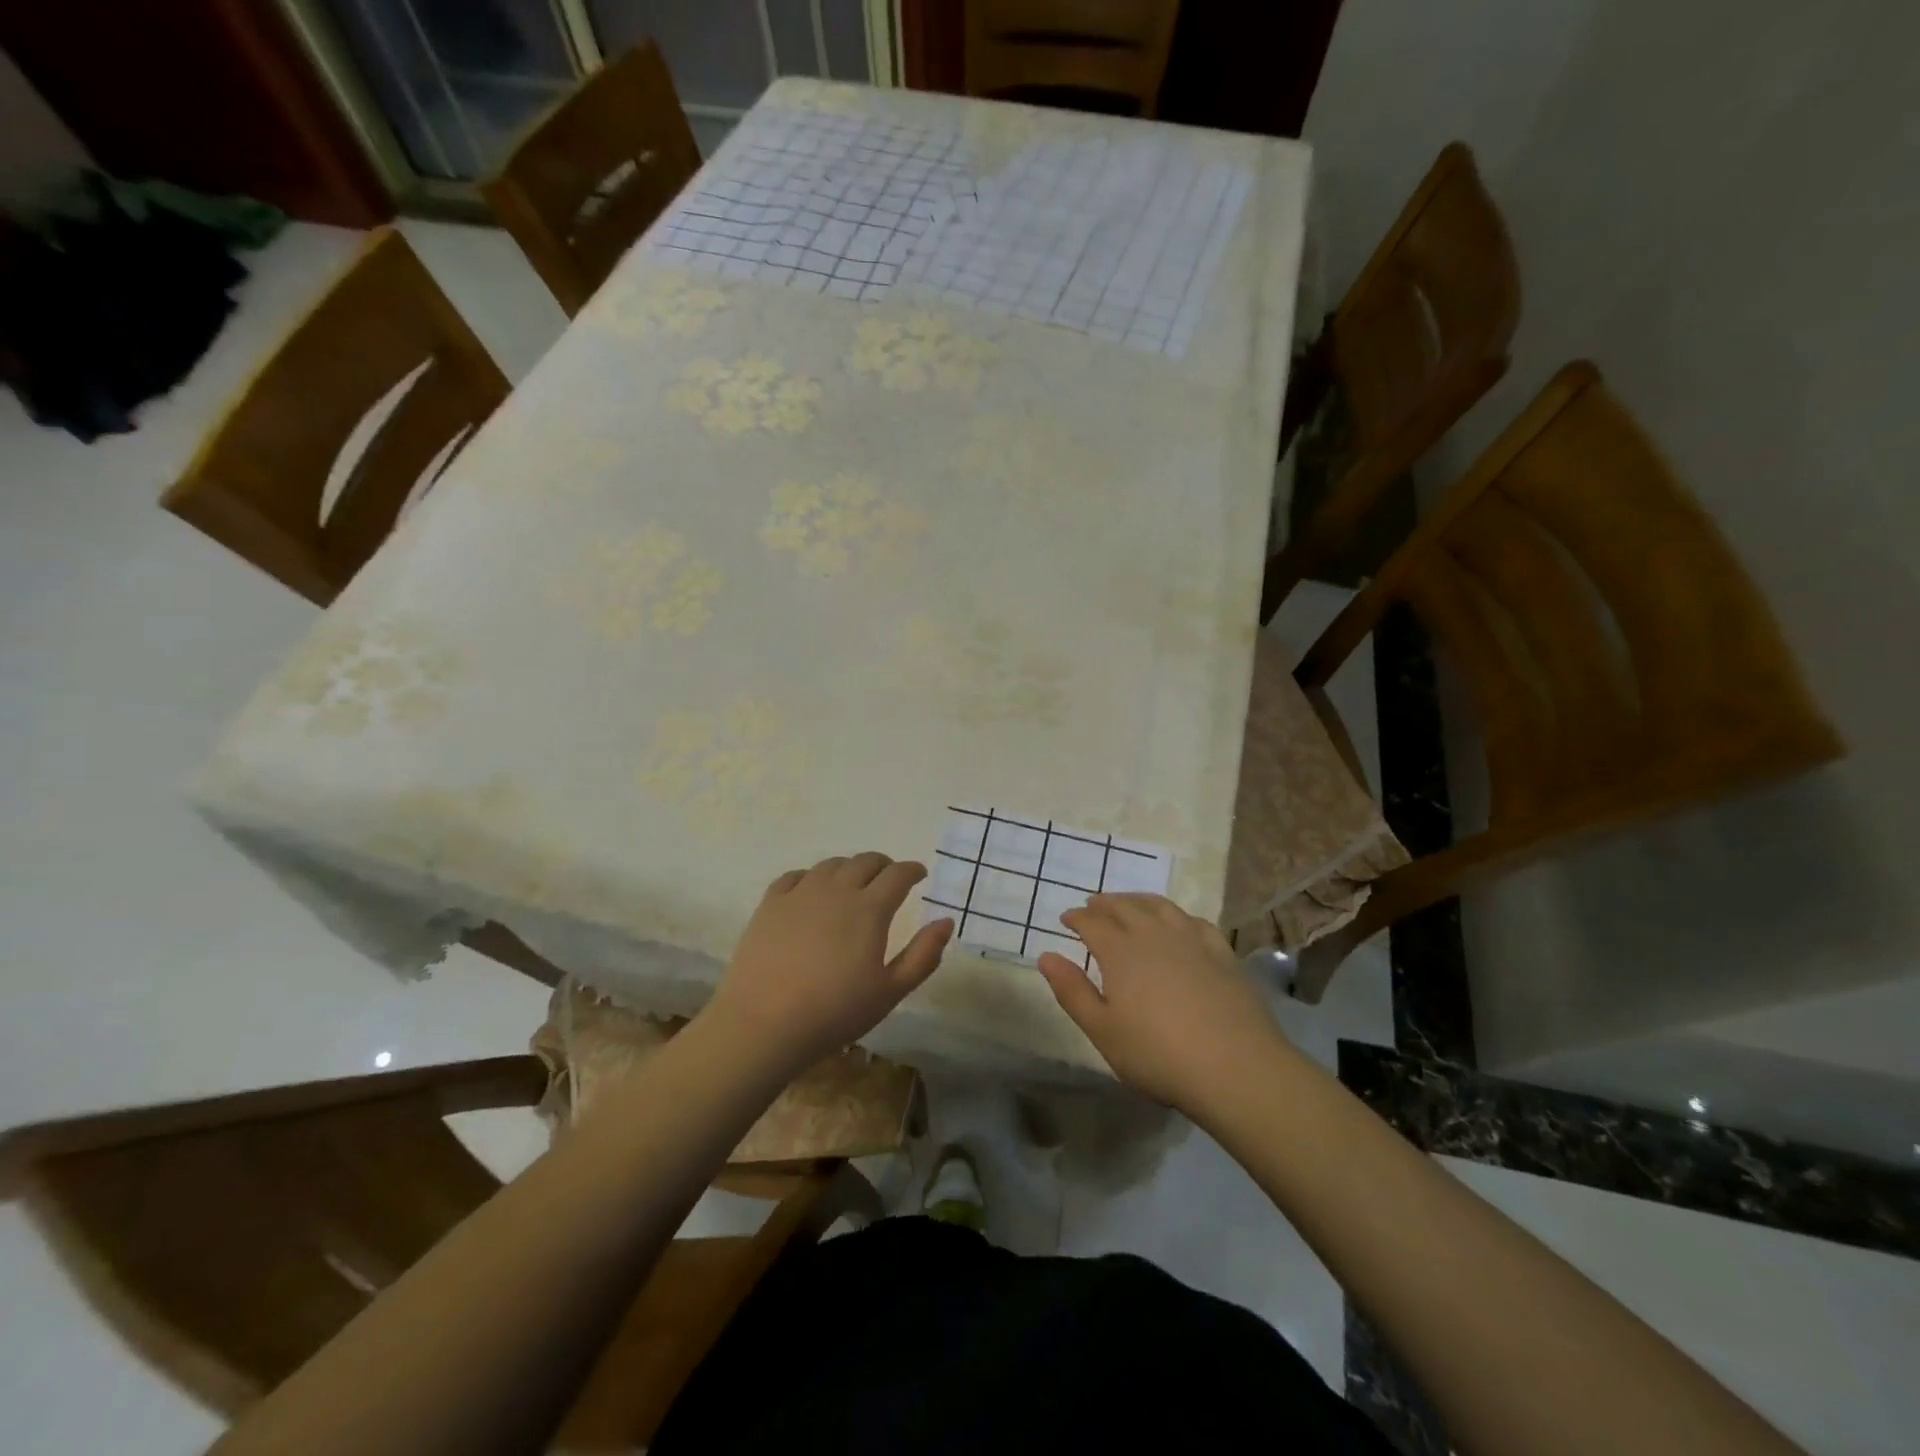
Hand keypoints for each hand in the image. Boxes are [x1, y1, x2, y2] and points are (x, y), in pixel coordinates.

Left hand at [702, 853, 953, 1075]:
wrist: (763, 1024)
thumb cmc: (835, 1012)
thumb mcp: (890, 991)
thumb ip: (923, 954)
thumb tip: (946, 922)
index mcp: (869, 909)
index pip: (898, 874)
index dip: (912, 870)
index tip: (919, 875)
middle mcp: (836, 890)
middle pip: (865, 861)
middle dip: (883, 865)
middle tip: (890, 878)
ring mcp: (800, 894)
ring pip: (831, 865)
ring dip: (849, 868)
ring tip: (853, 882)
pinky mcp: (770, 904)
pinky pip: (795, 876)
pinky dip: (812, 877)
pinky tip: (812, 890)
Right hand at [1036, 893, 1289, 1109]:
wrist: (1236, 1067)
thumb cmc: (1158, 1054)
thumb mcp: (1103, 1031)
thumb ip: (1072, 991)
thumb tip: (1046, 956)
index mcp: (1120, 951)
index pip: (1091, 922)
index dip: (1076, 918)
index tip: (1067, 919)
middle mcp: (1153, 934)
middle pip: (1124, 907)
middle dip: (1104, 904)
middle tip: (1093, 905)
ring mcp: (1191, 939)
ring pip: (1159, 906)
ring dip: (1138, 900)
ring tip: (1129, 903)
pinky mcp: (1222, 953)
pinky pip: (1194, 921)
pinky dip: (1177, 915)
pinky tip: (1178, 923)